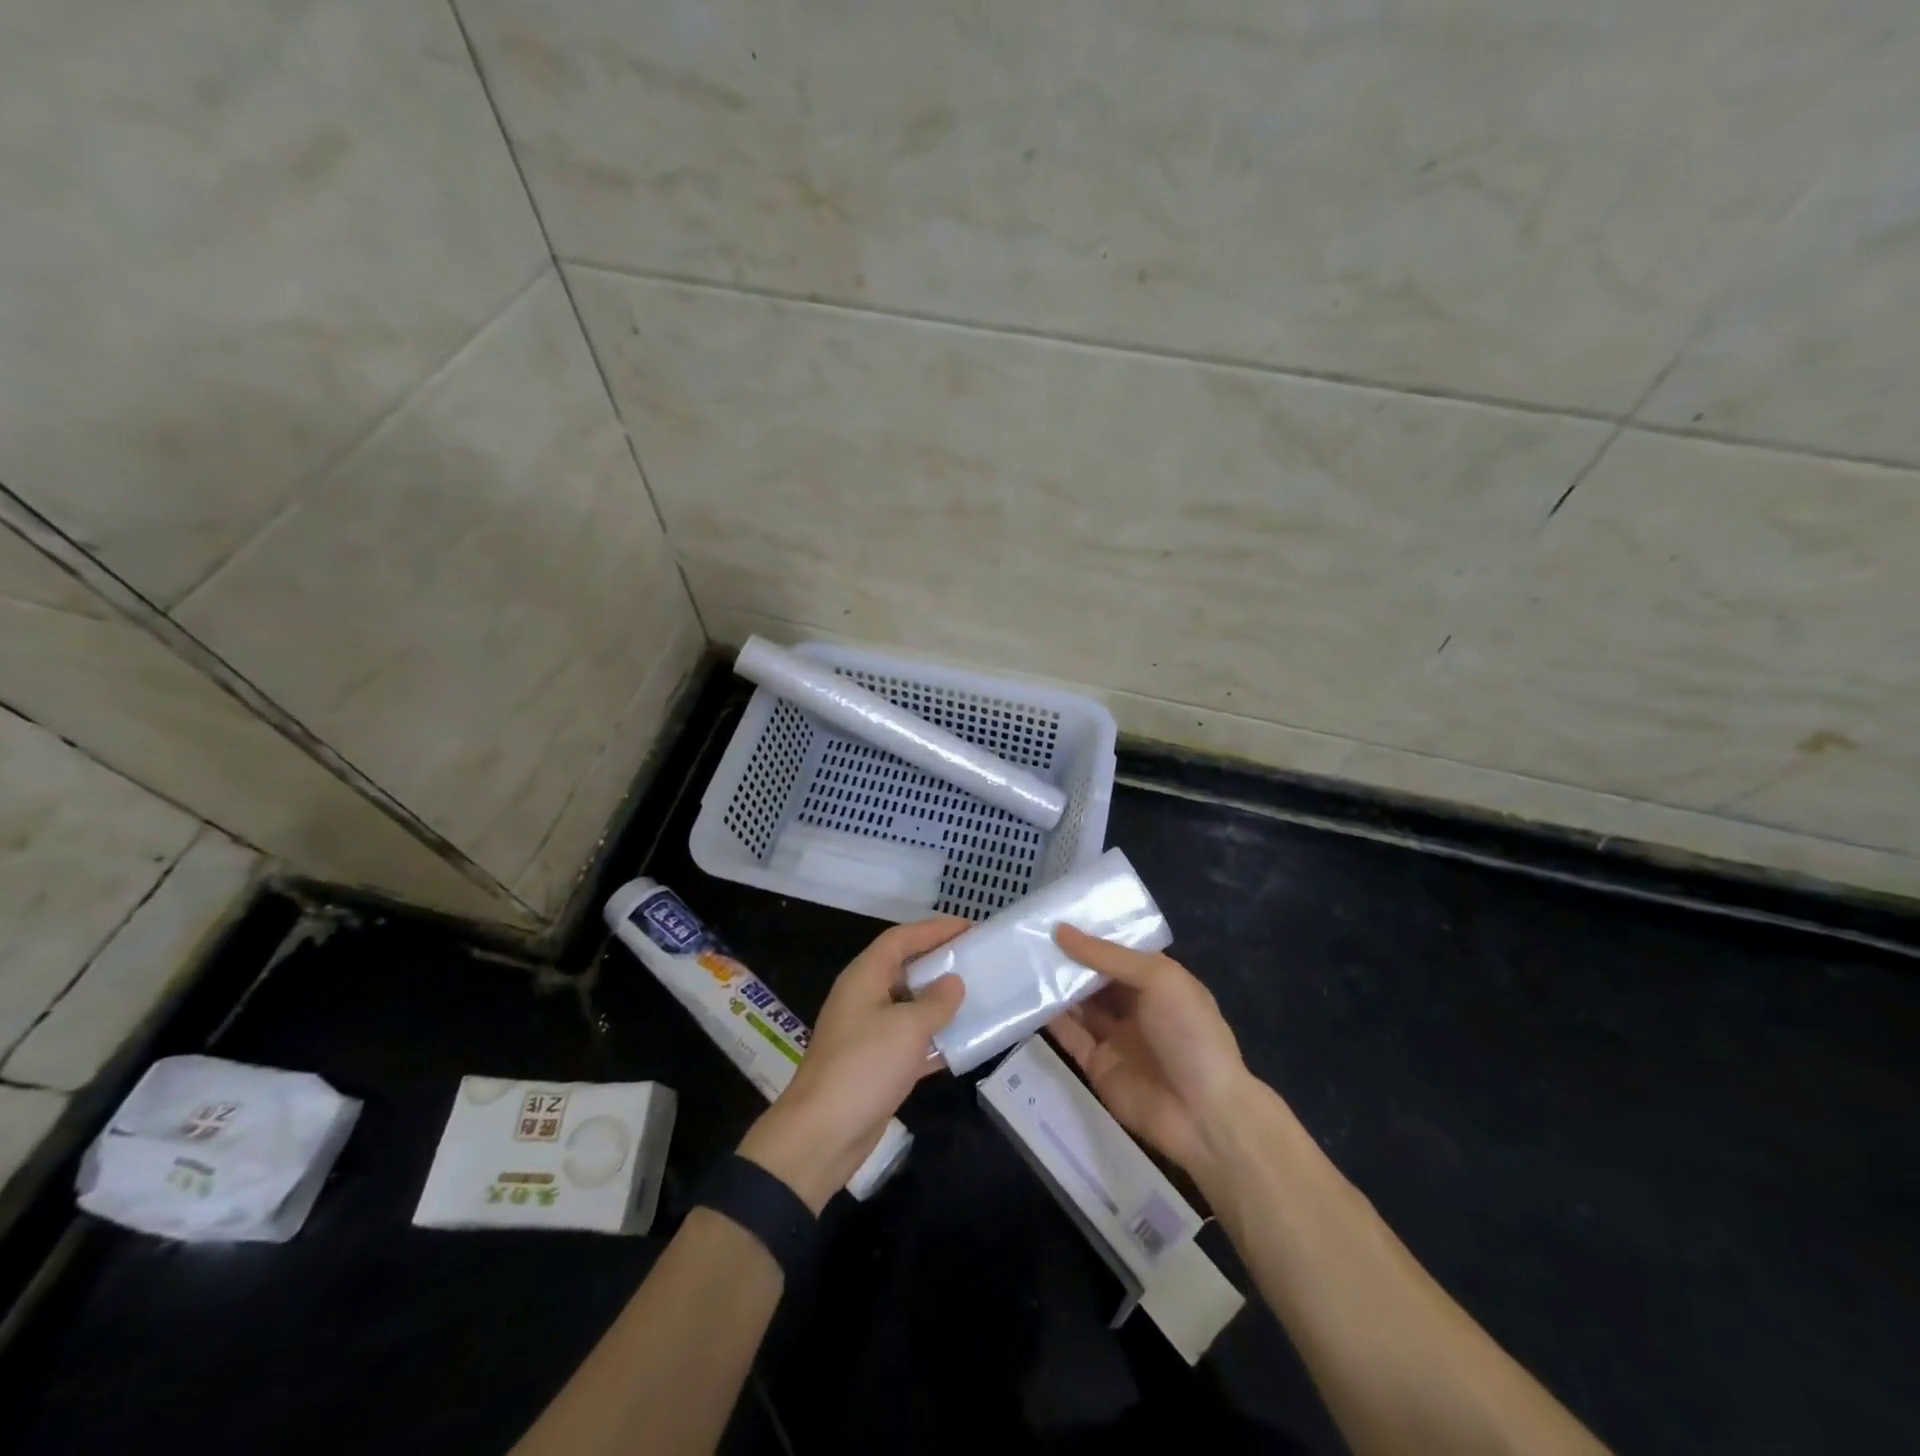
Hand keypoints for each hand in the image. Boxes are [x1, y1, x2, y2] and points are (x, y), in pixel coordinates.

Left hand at [738, 918, 967, 1211]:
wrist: (822, 1135)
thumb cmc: (864, 1067)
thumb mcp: (907, 1028)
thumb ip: (936, 1002)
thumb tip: (954, 982)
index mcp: (864, 977)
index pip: (900, 939)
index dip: (934, 929)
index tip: (969, 927)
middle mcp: (864, 998)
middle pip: (904, 968)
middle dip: (939, 962)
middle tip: (976, 958)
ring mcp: (868, 1033)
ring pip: (910, 1005)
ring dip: (940, 1001)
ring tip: (978, 994)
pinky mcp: (876, 1065)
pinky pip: (911, 1040)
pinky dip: (935, 1039)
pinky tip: (964, 1042)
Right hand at [1046, 925, 1254, 1182]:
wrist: (1204, 1114)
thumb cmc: (1189, 1033)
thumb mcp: (1158, 980)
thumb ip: (1107, 956)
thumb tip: (1061, 931)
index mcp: (1159, 982)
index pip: (1119, 951)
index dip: (1092, 934)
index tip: (1056, 914)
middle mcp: (1137, 1006)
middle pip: (1096, 977)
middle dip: (1068, 959)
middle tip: (1030, 934)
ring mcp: (1116, 1037)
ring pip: (1079, 1004)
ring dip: (1056, 985)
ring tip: (1021, 959)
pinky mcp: (1097, 1065)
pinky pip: (1070, 1036)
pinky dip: (1050, 1019)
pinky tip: (1026, 998)